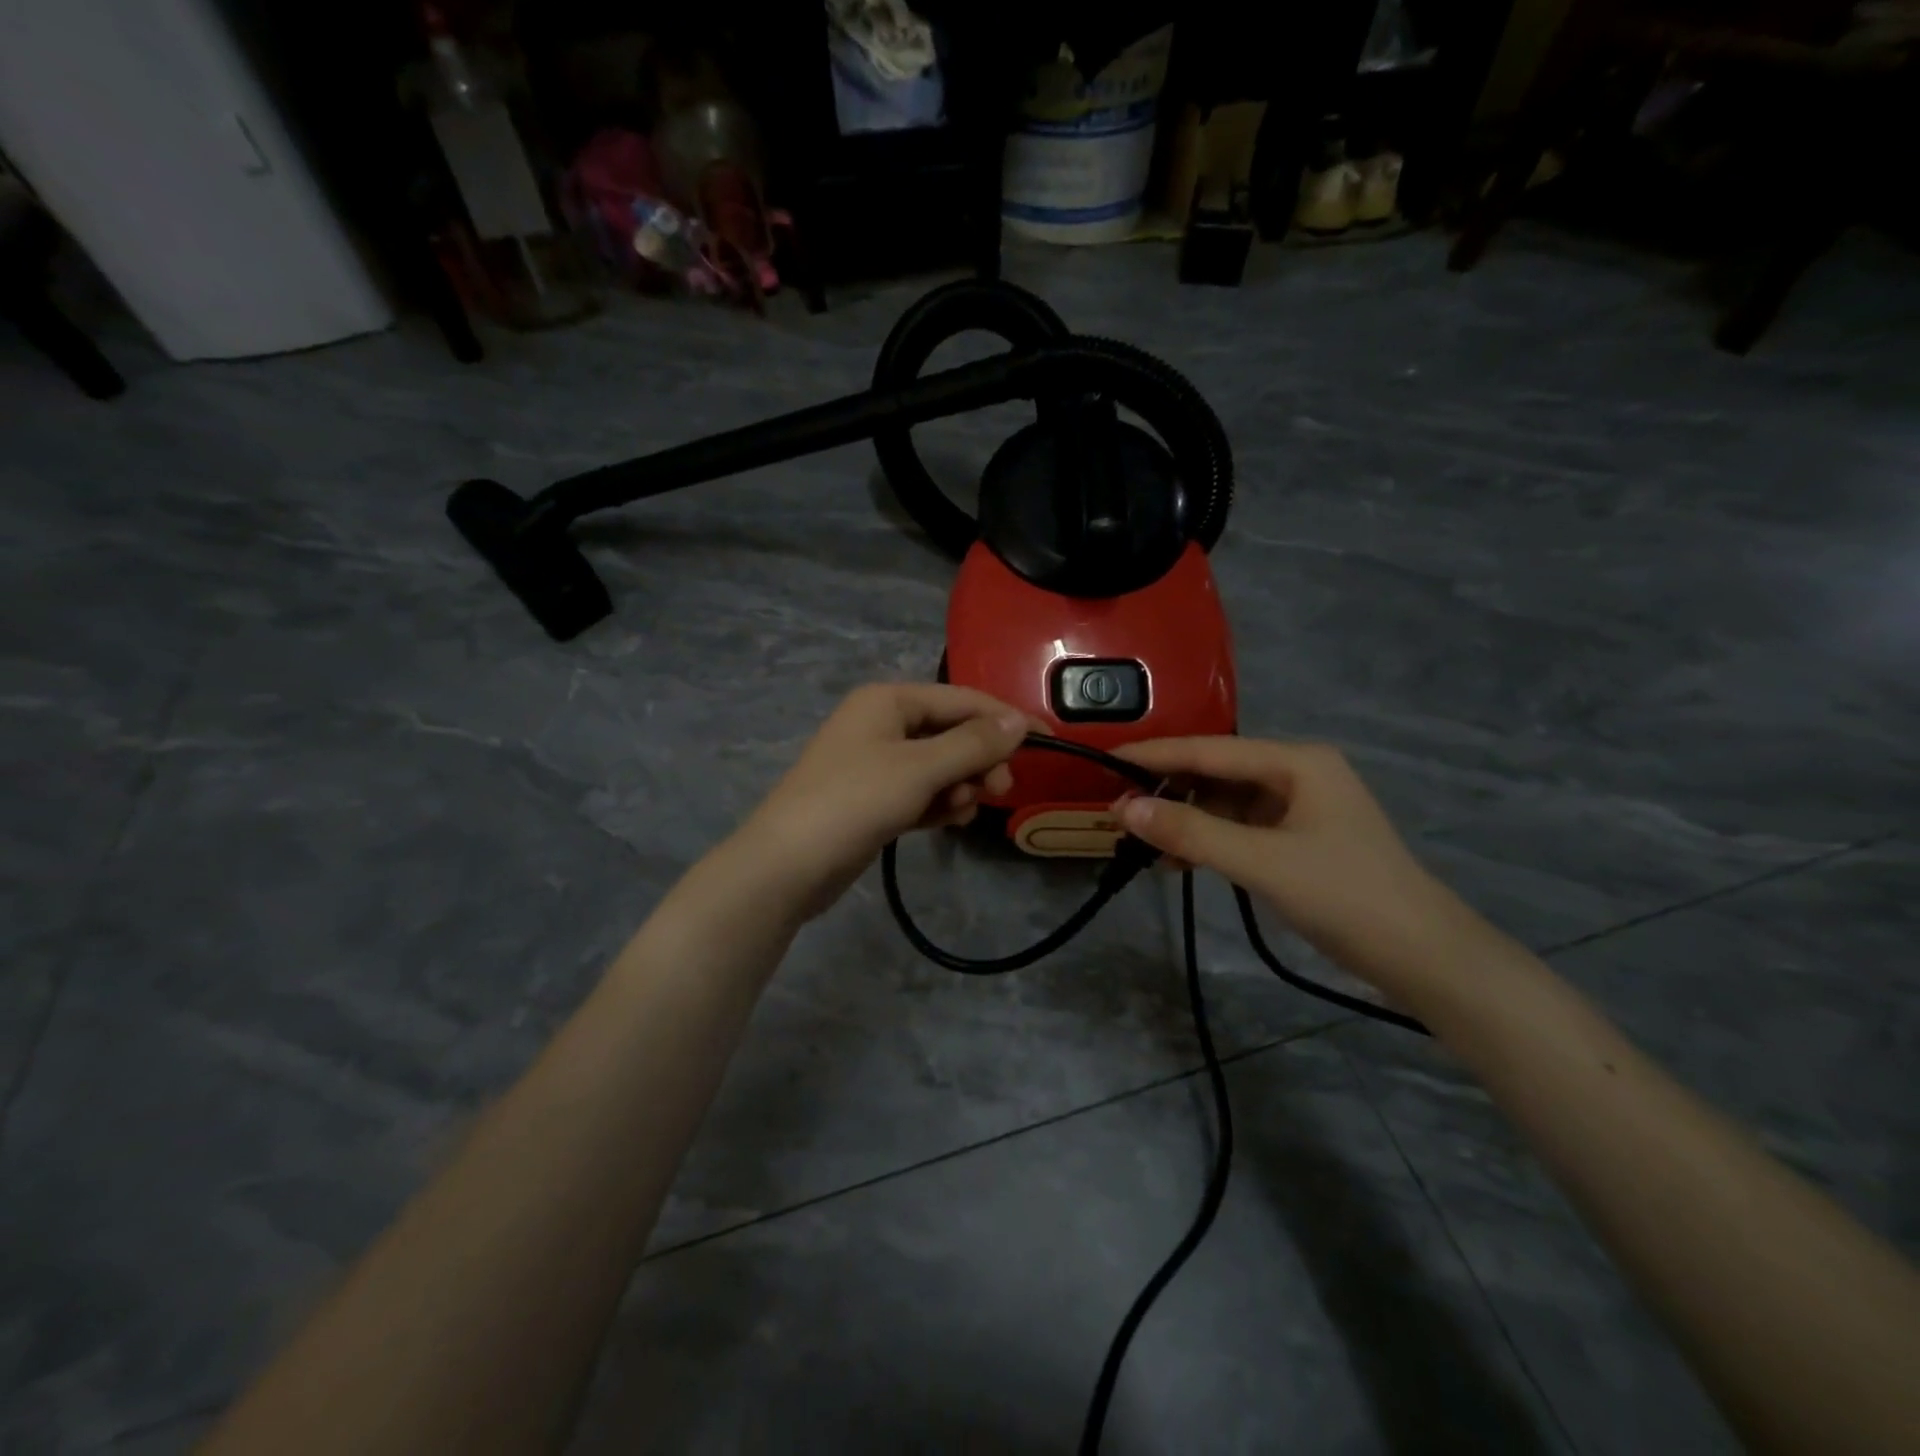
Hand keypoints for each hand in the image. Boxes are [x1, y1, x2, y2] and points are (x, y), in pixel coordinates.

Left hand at [738, 684, 1031, 920]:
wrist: (786, 865)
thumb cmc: (855, 801)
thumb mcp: (920, 768)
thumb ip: (973, 743)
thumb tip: (1018, 720)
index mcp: (888, 700)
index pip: (961, 700)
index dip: (1004, 719)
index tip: (1046, 742)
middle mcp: (882, 724)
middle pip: (951, 732)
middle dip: (979, 759)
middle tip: (999, 790)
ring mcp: (875, 763)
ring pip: (938, 765)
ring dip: (959, 785)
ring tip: (962, 810)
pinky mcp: (873, 799)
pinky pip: (921, 792)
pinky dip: (939, 803)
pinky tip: (951, 821)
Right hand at [1115, 738, 1477, 994]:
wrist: (1423, 957)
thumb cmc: (1344, 896)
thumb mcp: (1261, 862)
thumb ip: (1191, 832)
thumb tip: (1123, 808)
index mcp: (1295, 761)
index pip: (1208, 749)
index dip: (1154, 755)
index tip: (1105, 759)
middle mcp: (1296, 772)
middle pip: (1215, 772)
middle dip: (1167, 791)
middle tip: (1117, 812)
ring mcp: (1298, 807)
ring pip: (1223, 802)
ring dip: (1184, 820)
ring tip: (1140, 841)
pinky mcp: (1297, 838)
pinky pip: (1238, 828)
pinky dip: (1207, 840)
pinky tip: (1177, 861)